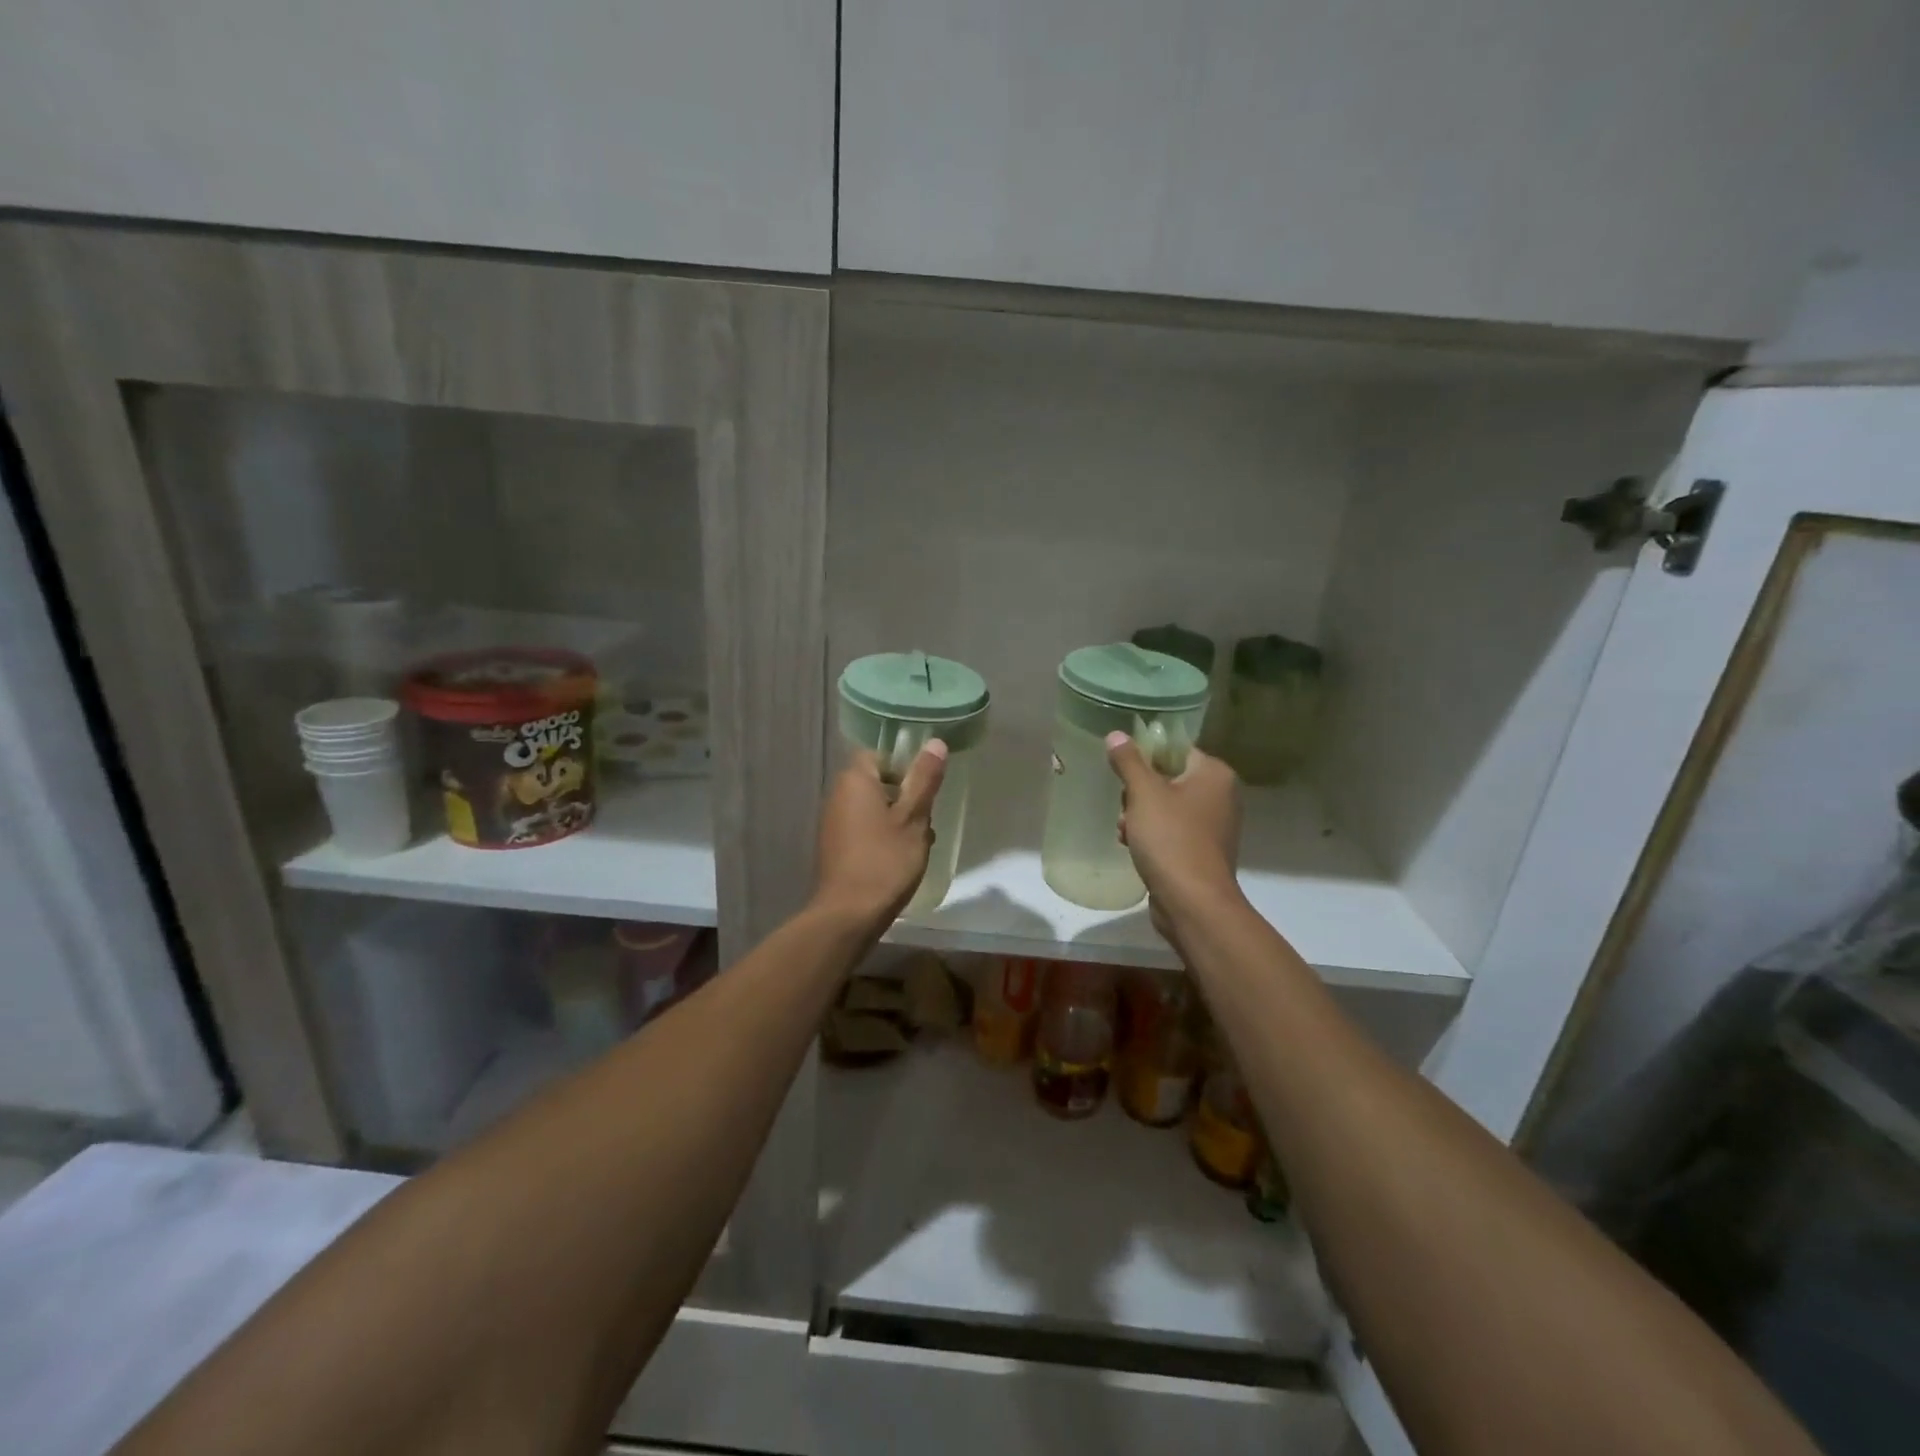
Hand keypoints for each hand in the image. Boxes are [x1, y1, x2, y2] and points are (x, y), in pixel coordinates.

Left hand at [811, 740, 948, 928]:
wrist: (848, 915)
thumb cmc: (885, 861)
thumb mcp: (913, 818)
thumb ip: (924, 779)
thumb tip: (935, 743)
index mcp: (854, 781)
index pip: (879, 755)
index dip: (904, 766)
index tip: (924, 787)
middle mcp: (838, 796)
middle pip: (877, 783)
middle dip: (905, 798)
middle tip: (927, 819)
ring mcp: (833, 823)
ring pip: (874, 809)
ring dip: (897, 821)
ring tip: (919, 843)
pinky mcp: (835, 848)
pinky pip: (864, 830)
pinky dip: (883, 838)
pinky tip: (901, 860)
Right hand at [1106, 733, 1242, 938]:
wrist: (1192, 902)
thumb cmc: (1170, 838)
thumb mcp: (1144, 793)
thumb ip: (1129, 761)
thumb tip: (1116, 734)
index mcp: (1215, 774)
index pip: (1176, 749)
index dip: (1146, 757)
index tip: (1124, 772)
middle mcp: (1221, 796)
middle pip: (1168, 779)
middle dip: (1139, 793)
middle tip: (1126, 808)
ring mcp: (1213, 827)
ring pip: (1166, 808)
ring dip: (1139, 817)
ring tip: (1126, 832)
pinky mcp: (1202, 853)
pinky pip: (1171, 832)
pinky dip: (1151, 837)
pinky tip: (1133, 847)